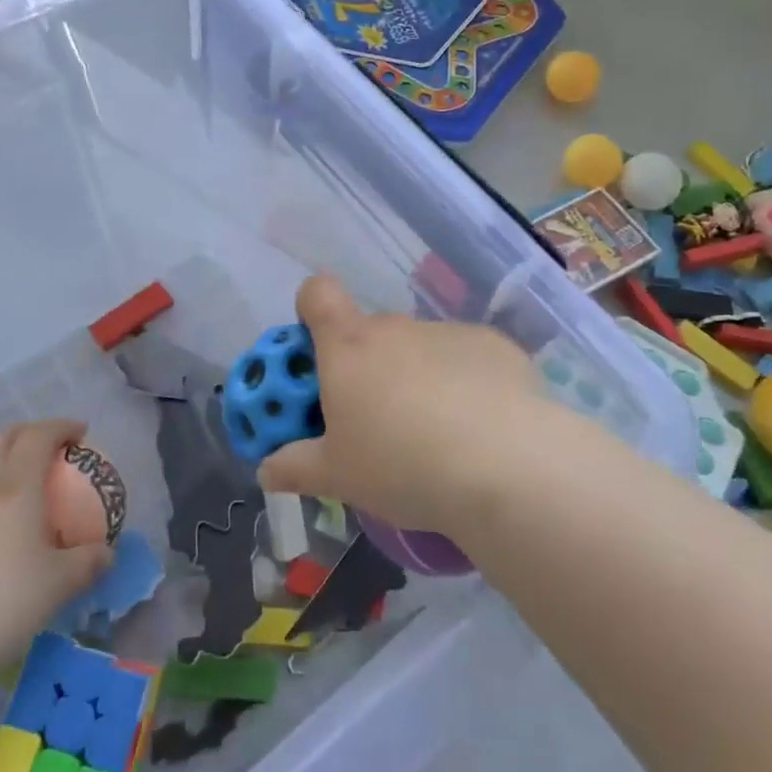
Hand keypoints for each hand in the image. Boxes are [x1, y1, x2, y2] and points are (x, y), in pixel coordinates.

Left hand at [0, 419, 112, 669]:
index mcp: (15, 486)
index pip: (38, 435)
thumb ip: (88, 562)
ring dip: (0, 465)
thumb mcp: (60, 584)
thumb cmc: (3, 600)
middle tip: (49, 453)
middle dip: (26, 435)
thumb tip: (106, 554)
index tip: (81, 434)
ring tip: (20, 494)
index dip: (61, 427)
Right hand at [255, 275, 545, 536]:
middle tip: (380, 424)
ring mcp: (447, 332)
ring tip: (441, 436)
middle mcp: (395, 328)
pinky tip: (483, 429)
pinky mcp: (495, 345)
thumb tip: (265, 470)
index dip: (312, 311)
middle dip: (370, 369)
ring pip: (420, 349)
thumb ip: (295, 467)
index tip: (319, 352)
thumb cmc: (402, 465)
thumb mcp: (338, 477)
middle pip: (371, 334)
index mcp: (349, 347)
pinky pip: (466, 358)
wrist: (506, 466)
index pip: (317, 294)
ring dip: (419, 378)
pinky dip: (466, 383)